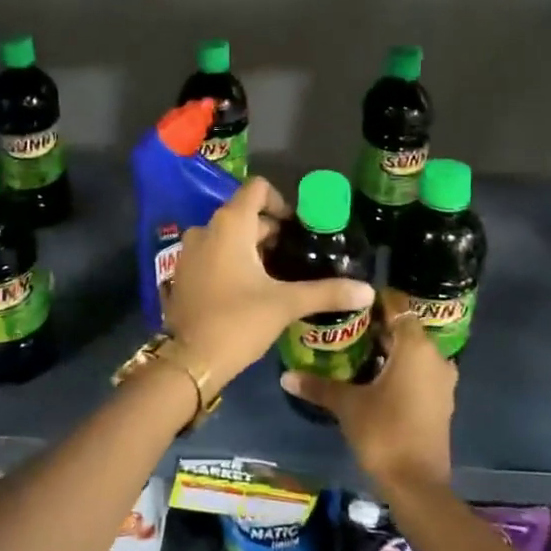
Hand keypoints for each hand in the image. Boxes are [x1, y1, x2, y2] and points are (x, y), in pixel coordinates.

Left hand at [165, 177, 374, 387]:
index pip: (257, 189)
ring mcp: (189, 251)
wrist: (191, 361)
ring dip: (252, 247)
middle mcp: (206, 229)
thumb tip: (367, 291)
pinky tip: (250, 288)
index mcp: (230, 224)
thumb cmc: (238, 322)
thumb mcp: (286, 304)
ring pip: (228, 236)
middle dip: (271, 231)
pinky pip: (212, 254)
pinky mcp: (183, 273)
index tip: (298, 229)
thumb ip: (327, 292)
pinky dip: (232, 261)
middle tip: (297, 257)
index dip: (281, 202)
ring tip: (277, 275)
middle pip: (245, 215)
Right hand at [281, 290, 454, 493]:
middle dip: (377, 327)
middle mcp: (435, 357)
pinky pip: (419, 372)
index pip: (398, 307)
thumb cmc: (384, 433)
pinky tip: (373, 377)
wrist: (417, 485)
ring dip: (389, 350)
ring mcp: (442, 382)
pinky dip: (400, 369)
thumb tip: (285, 376)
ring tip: (354, 350)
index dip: (375, 302)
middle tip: (344, 326)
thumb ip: (318, 386)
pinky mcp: (441, 402)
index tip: (350, 302)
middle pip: (405, 329)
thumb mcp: (347, 406)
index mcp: (416, 347)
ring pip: (413, 352)